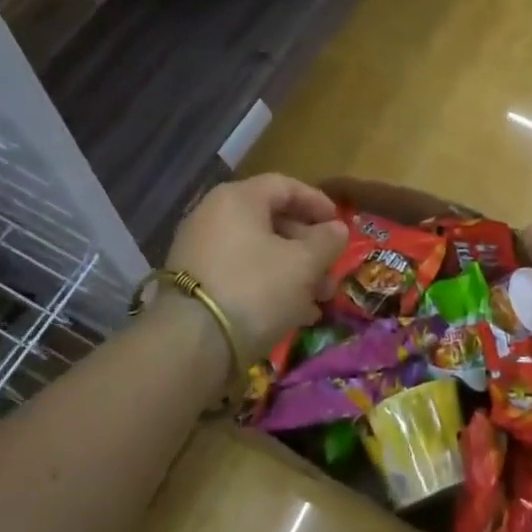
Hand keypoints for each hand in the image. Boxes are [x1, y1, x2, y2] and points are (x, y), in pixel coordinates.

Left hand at [166, 174, 348, 359]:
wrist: (190, 344)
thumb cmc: (255, 288)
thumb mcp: (303, 264)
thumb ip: (327, 242)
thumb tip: (337, 229)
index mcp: (238, 198)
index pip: (285, 186)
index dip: (318, 202)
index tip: (340, 225)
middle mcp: (213, 216)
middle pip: (272, 221)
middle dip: (309, 247)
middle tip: (332, 272)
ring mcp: (199, 250)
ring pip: (258, 252)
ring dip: (293, 271)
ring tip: (318, 300)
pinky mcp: (194, 284)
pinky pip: (240, 273)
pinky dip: (268, 286)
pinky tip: (293, 314)